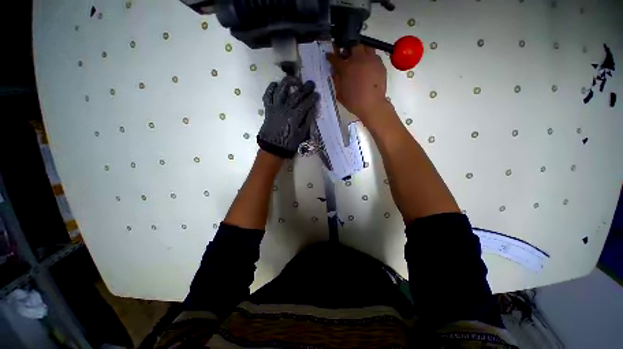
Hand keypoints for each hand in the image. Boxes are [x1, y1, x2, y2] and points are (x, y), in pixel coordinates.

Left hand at [257, 76, 319, 158]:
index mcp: (294, 117)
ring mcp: (275, 107)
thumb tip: (312, 109)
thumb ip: (307, 120)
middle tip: (310, 84)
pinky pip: (267, 95)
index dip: (312, 98)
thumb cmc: (289, 143)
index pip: (305, 104)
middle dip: (304, 88)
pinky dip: (271, 88)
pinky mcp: (268, 109)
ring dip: (288, 82)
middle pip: (295, 95)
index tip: (317, 94)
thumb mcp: (302, 134)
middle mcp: (285, 109)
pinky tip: (276, 84)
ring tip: (295, 80)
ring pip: (281, 90)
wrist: (272, 147)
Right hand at [327, 45, 389, 125]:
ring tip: (359, 59)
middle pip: (353, 45)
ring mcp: (371, 60)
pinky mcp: (380, 64)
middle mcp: (359, 59)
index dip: (331, 56)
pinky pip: (374, 56)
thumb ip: (336, 80)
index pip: (335, 58)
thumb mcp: (340, 93)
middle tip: (346, 55)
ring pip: (366, 47)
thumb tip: (334, 71)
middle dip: (348, 48)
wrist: (372, 105)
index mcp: (346, 67)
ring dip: (360, 50)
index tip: (329, 56)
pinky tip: (367, 67)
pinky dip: (369, 58)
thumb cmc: (354, 102)